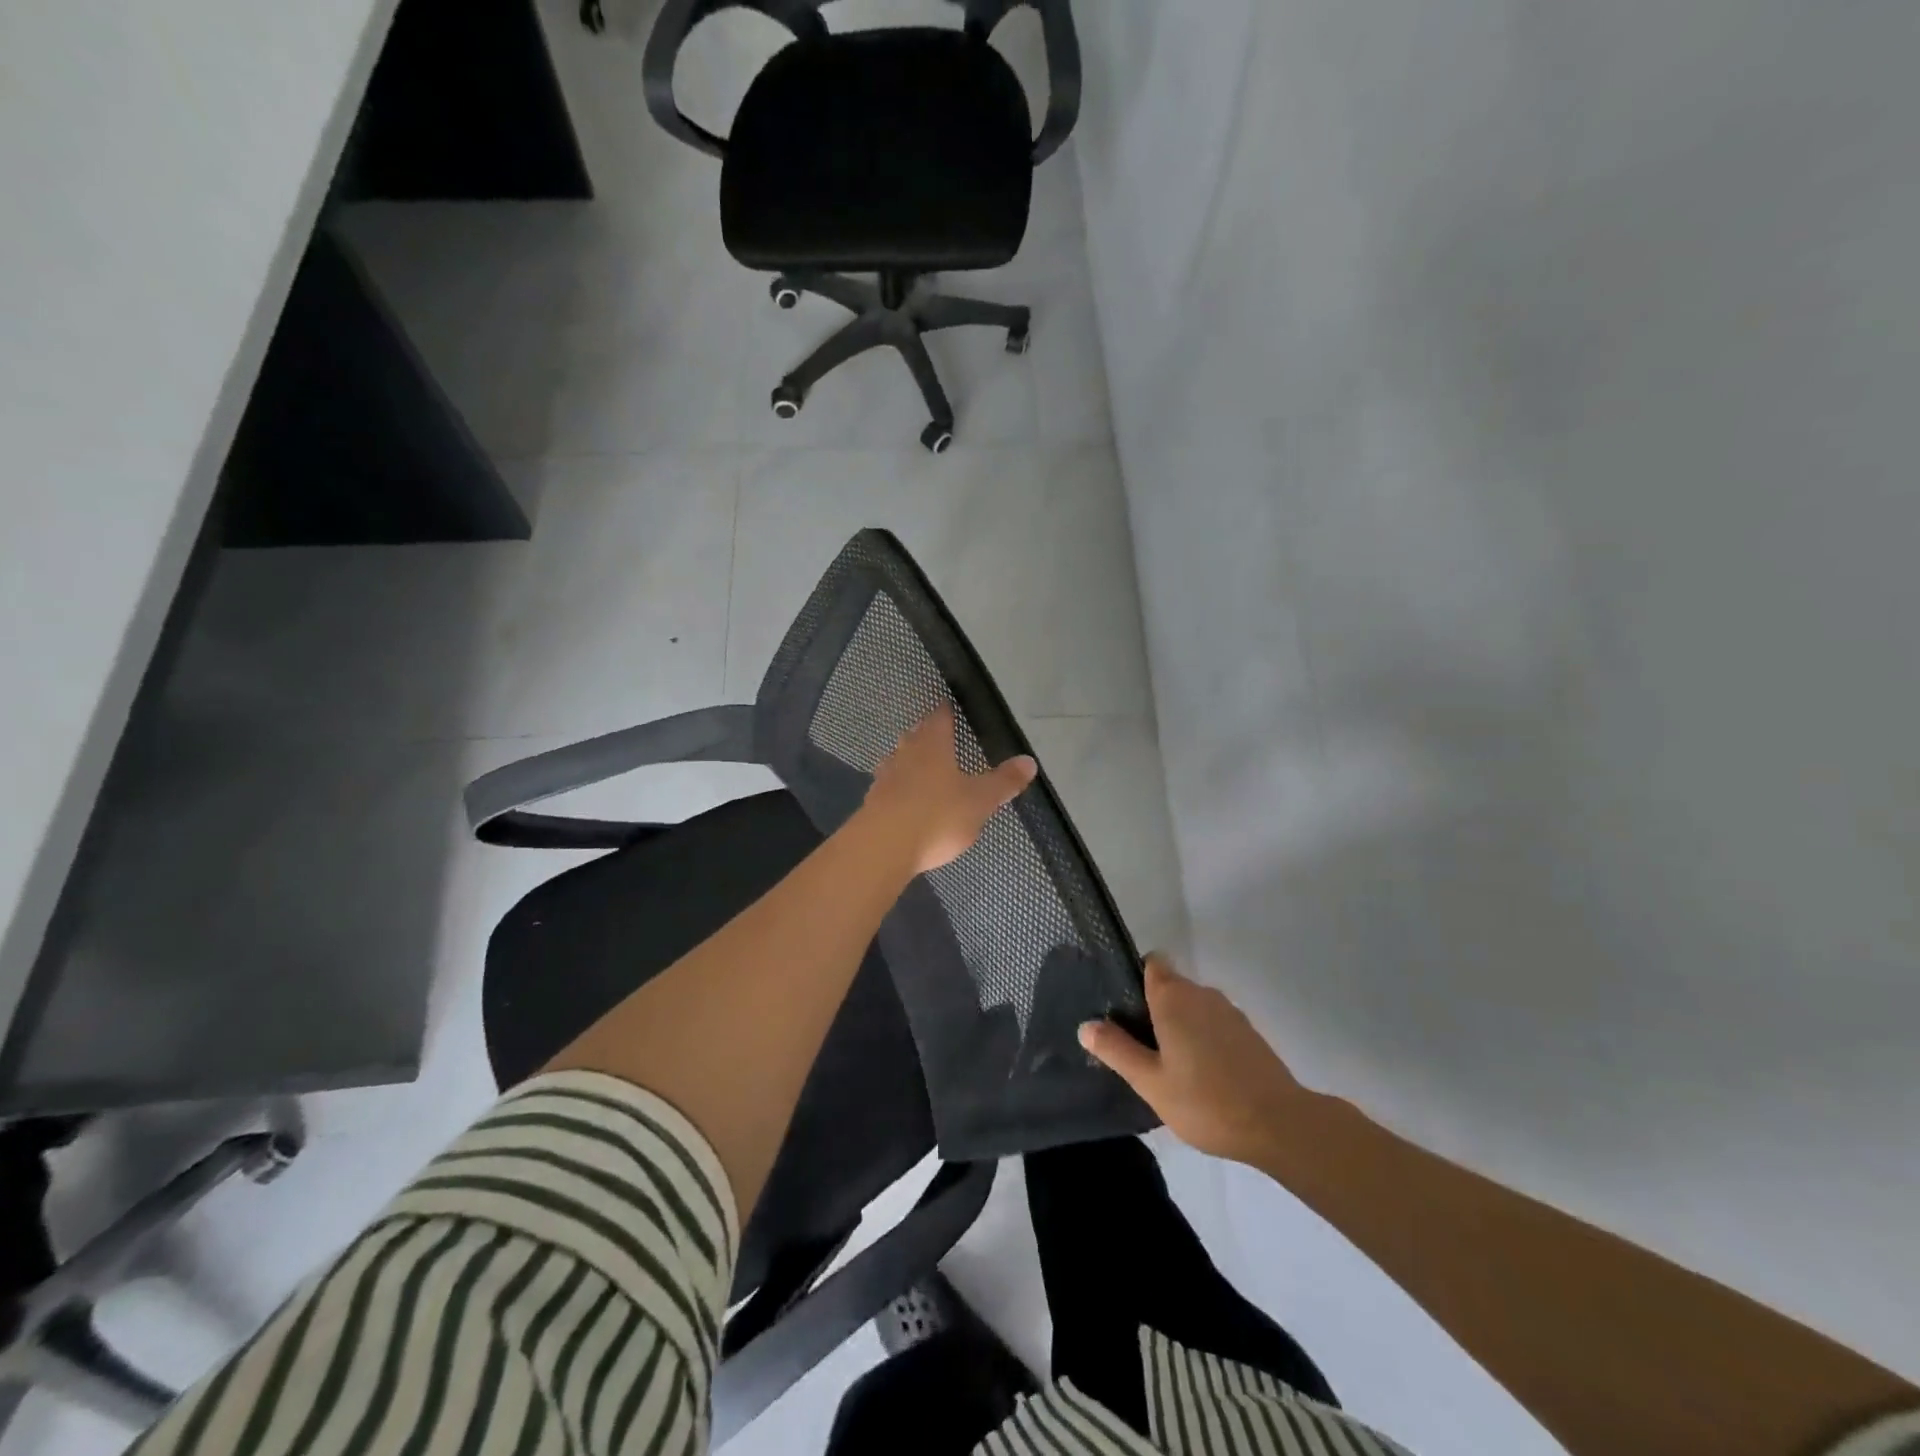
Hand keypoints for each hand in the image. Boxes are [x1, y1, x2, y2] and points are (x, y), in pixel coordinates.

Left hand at [861, 704, 1036, 875]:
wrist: (883, 847)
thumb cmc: (937, 816)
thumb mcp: (980, 801)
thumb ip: (1004, 782)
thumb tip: (1029, 761)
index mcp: (933, 745)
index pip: (939, 718)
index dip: (945, 712)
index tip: (949, 707)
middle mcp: (905, 754)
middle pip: (915, 736)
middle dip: (925, 734)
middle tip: (935, 734)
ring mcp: (885, 778)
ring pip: (897, 760)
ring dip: (907, 760)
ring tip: (919, 765)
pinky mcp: (872, 803)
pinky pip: (888, 788)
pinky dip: (897, 789)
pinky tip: (904, 800)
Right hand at [1080, 954, 1309, 1166]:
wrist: (1280, 1125)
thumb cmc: (1206, 1100)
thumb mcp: (1151, 1082)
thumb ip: (1116, 1050)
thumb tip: (1085, 1025)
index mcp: (1174, 997)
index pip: (1151, 963)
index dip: (1134, 978)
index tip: (1122, 1008)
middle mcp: (1202, 993)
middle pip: (1170, 987)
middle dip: (1153, 1010)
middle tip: (1138, 1049)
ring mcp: (1230, 1012)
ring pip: (1193, 1008)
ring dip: (1179, 1027)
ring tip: (1168, 1066)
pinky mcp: (1249, 1033)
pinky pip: (1213, 1025)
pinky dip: (1203, 1040)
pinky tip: (1200, 1076)